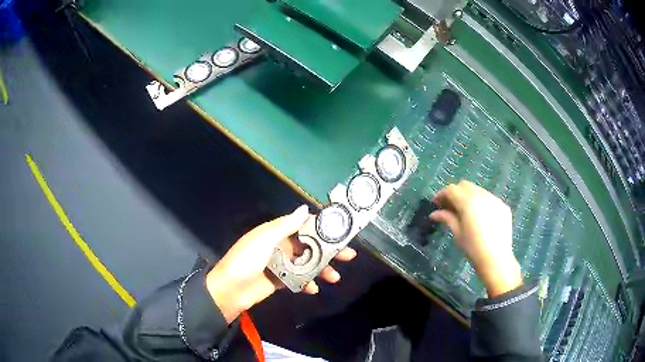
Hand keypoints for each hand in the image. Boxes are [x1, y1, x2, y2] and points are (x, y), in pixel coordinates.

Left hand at [205, 205, 356, 322]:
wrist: (231, 289)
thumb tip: (305, 209)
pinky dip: (308, 283)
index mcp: (277, 232)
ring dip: (322, 269)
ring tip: (334, 278)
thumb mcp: (265, 238)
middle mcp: (282, 246)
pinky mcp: (282, 280)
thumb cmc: (247, 259)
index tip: (341, 232)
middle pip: (311, 246)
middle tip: (348, 256)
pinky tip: (314, 289)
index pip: (304, 226)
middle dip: (329, 251)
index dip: (322, 228)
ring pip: (308, 264)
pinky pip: (300, 279)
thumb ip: (286, 225)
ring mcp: (283, 264)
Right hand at [431, 180, 521, 296]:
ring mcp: (494, 200)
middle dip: (455, 192)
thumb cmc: (473, 248)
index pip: (452, 190)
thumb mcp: (457, 233)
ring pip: (478, 190)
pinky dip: (481, 202)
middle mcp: (482, 195)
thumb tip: (434, 213)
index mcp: (468, 202)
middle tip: (449, 206)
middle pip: (465, 186)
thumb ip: (447, 218)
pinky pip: (489, 198)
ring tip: (464, 211)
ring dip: (468, 196)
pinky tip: (479, 216)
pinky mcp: (503, 206)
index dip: (442, 194)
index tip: (436, 203)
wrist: (496, 259)